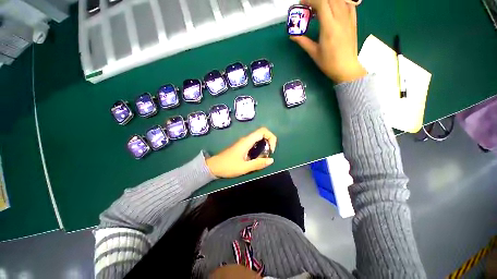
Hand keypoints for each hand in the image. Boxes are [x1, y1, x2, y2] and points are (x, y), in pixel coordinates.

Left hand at [206, 127, 276, 177]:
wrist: (213, 166)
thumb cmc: (228, 166)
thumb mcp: (244, 167)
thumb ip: (258, 164)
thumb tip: (271, 160)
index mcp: (247, 141)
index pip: (263, 131)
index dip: (271, 137)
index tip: (271, 150)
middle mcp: (246, 139)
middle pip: (262, 134)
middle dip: (268, 143)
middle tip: (267, 156)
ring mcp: (243, 142)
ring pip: (258, 140)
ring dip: (264, 147)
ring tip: (262, 159)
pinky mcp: (242, 146)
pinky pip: (254, 144)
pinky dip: (259, 150)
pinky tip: (256, 159)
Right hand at [290, 0, 366, 82]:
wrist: (346, 67)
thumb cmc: (328, 63)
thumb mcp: (314, 53)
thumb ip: (303, 41)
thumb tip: (292, 35)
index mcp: (329, 27)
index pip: (321, 3)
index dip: (310, 0)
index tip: (301, 4)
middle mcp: (340, 18)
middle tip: (309, 6)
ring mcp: (349, 18)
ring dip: (328, 1)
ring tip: (319, 8)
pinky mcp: (353, 20)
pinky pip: (348, 4)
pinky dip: (339, 2)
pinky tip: (333, 8)